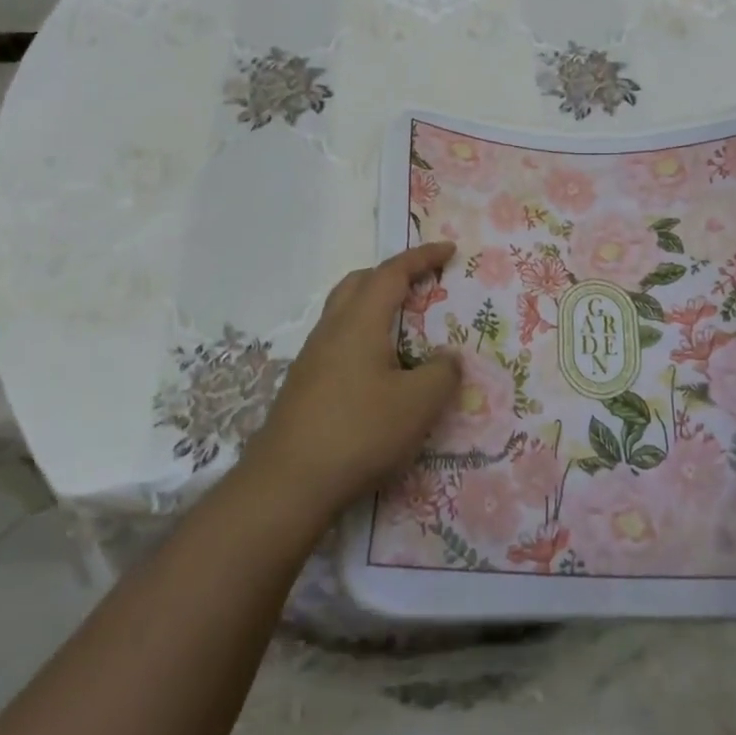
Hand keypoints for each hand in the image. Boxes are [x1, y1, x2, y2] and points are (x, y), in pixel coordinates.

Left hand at [245, 241, 462, 519]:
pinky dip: (364, 337)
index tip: (448, 250)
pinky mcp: (304, 385)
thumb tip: (447, 358)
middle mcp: (332, 329)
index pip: (392, 272)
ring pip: (345, 312)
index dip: (422, 257)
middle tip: (422, 284)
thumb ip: (442, 373)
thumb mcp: (418, 404)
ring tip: (404, 329)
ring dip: (375, 306)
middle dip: (392, 275)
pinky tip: (378, 371)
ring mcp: (312, 358)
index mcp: (360, 321)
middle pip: (360, 282)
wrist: (287, 484)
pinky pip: (339, 342)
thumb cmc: (359, 432)